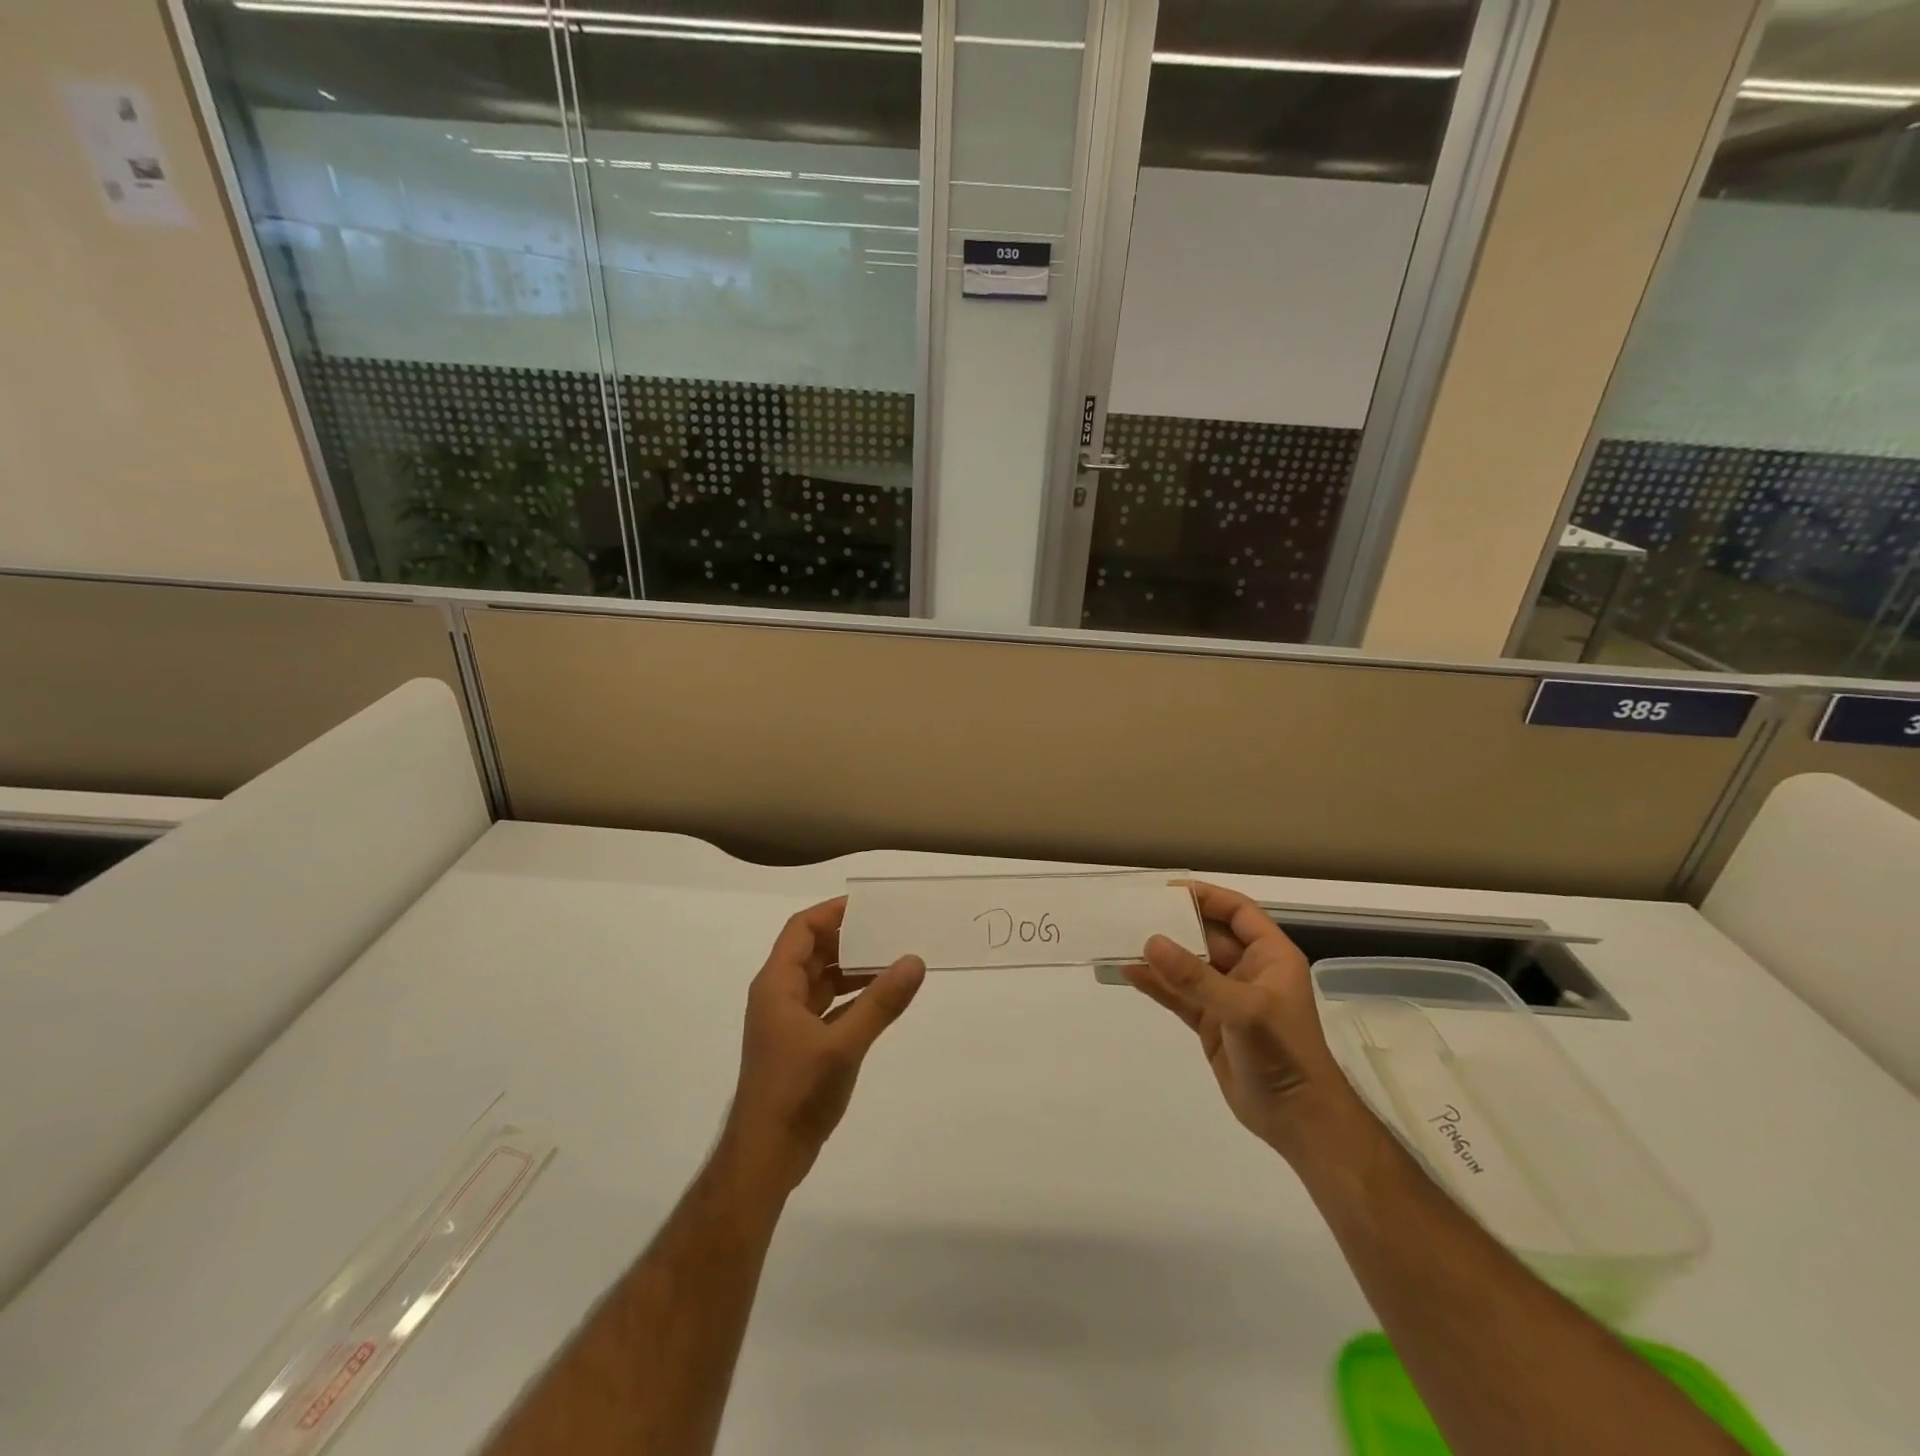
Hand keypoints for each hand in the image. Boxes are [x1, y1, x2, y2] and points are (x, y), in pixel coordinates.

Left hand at [721, 896, 925, 1195]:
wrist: (766, 1156)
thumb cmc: (797, 1092)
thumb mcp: (843, 1044)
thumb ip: (880, 1003)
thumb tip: (914, 961)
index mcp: (777, 985)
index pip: (801, 929)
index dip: (832, 913)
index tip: (870, 906)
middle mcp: (779, 996)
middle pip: (812, 951)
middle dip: (849, 938)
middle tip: (890, 930)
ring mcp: (788, 1022)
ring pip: (821, 979)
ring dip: (853, 968)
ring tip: (893, 960)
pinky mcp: (799, 1044)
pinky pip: (828, 1006)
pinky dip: (852, 997)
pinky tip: (881, 999)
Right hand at [1125, 882, 1359, 1163]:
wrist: (1299, 1121)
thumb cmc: (1284, 1054)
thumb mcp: (1243, 1010)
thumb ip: (1195, 977)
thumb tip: (1150, 942)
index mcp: (1270, 956)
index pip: (1237, 911)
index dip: (1205, 896)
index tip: (1166, 890)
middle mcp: (1248, 970)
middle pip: (1206, 936)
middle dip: (1173, 924)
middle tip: (1133, 912)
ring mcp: (1227, 997)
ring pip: (1188, 966)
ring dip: (1158, 955)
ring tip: (1120, 938)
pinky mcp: (1210, 1023)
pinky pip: (1178, 994)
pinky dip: (1155, 983)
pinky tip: (1126, 972)